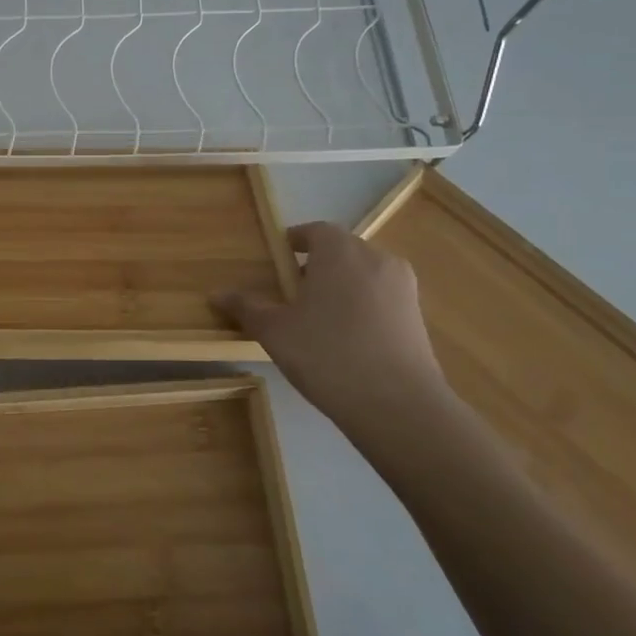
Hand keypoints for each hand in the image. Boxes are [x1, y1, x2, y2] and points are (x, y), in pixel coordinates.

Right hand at [213, 222, 453, 442]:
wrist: (398, 405)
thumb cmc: (327, 354)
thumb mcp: (275, 331)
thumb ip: (247, 307)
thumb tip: (217, 294)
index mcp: (339, 250)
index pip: (314, 231)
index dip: (293, 242)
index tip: (276, 262)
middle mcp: (375, 258)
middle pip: (341, 250)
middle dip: (316, 265)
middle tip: (291, 293)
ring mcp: (403, 287)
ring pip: (363, 274)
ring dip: (341, 286)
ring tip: (317, 318)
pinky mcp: (418, 316)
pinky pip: (381, 298)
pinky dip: (362, 307)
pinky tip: (346, 339)